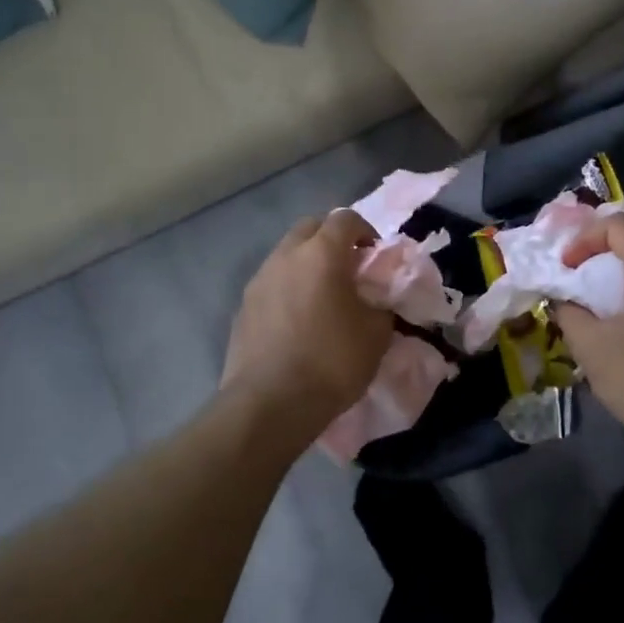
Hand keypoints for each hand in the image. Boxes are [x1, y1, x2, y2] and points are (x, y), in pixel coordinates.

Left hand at [221, 209, 394, 455]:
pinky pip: (271, 283)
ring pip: (287, 255)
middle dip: (331, 240)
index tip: (375, 257)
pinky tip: (298, 321)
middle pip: (310, 228)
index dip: (365, 231)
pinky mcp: (243, 307)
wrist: (270, 404)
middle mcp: (286, 256)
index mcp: (321, 254)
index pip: (345, 219)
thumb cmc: (332, 361)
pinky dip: (288, 289)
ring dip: (307, 264)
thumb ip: (381, 305)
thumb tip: (376, 301)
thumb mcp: (376, 334)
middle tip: (349, 270)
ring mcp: (259, 280)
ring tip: (323, 297)